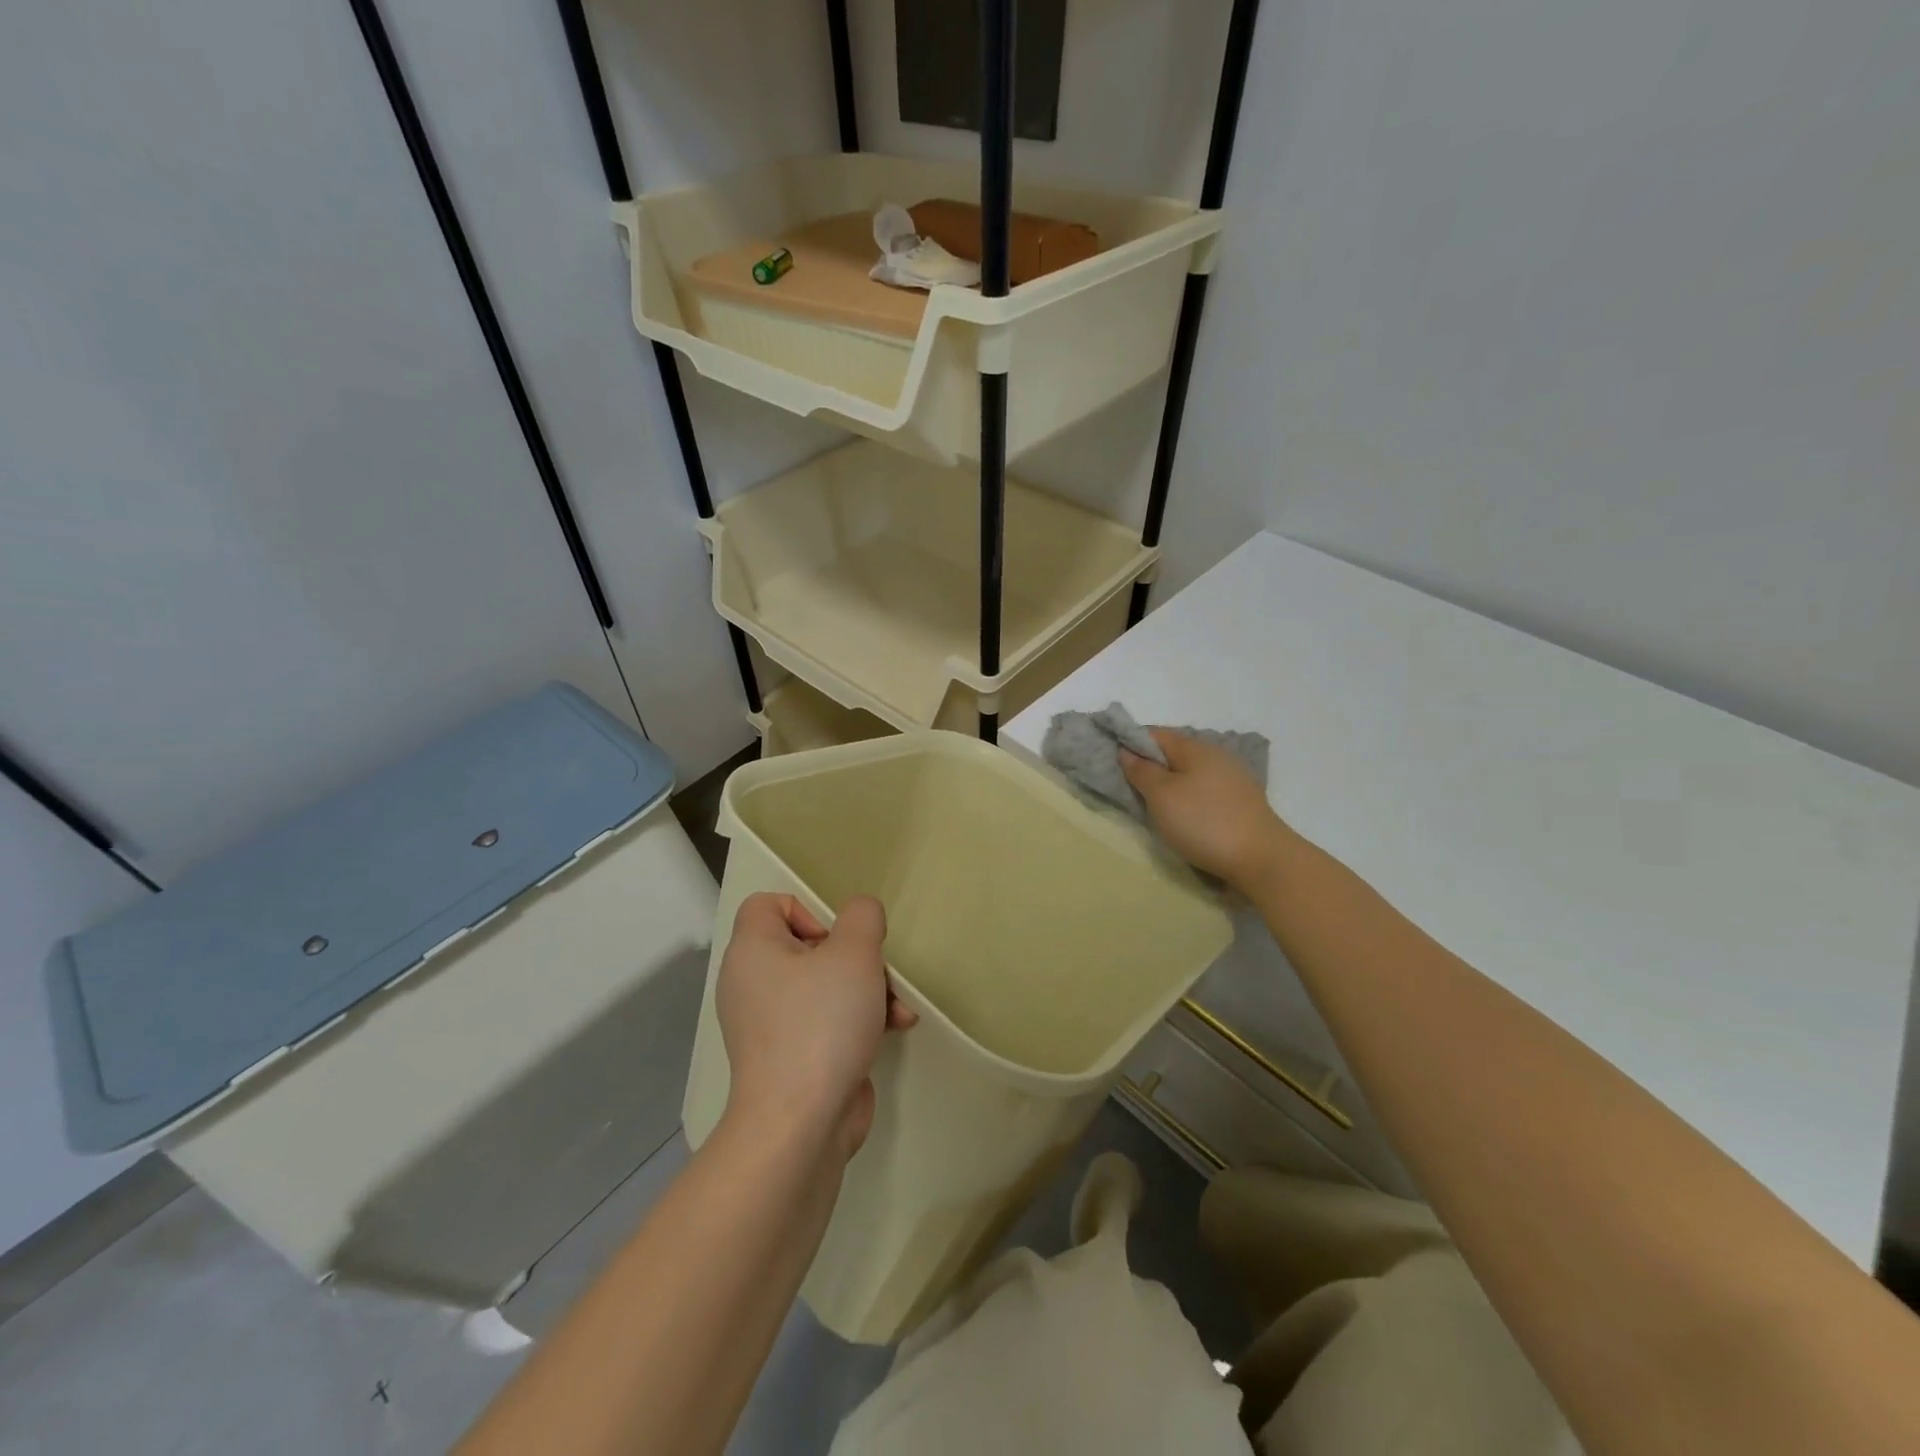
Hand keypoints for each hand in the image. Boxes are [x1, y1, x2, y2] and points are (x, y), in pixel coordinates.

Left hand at [715, 893, 915, 1161]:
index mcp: (752, 951)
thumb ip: (863, 917)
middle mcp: (752, 983)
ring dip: (868, 989)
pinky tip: (895, 1029)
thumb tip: (860, 915)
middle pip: (808, 946)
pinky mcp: (791, 1057)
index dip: (808, 910)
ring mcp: (770, 1024)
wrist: (799, 1125)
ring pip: (824, 985)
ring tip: (897, 1009)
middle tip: (875, 974)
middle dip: (854, 957)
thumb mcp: (854, 953)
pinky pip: (825, 1021)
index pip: (768, 904)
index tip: (837, 938)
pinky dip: (858, 1020)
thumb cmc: (821, 1024)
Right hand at [1120, 729, 1292, 888]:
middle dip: (1150, 766)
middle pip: (1173, 753)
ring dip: (1170, 785)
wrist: (1262, 860)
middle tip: (1129, 788)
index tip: (1111, 761)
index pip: (1154, 734)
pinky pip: (1205, 791)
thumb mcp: (1161, 796)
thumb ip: (1142, 771)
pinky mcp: (1241, 802)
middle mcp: (1216, 756)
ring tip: (1153, 806)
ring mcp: (1233, 779)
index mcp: (1195, 748)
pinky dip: (1188, 798)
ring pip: (1190, 774)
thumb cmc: (1204, 823)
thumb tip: (1127, 751)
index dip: (1130, 743)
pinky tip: (1183, 817)